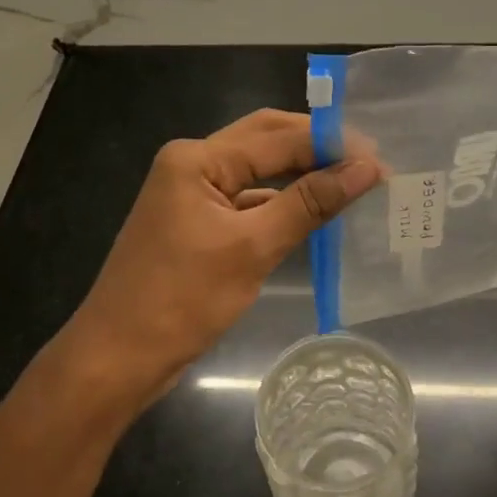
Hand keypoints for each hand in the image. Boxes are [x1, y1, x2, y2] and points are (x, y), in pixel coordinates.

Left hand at [63, 109, 379, 409]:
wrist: (117, 359)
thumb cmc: (180, 300)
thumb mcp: (251, 248)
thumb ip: (309, 203)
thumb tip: (366, 168)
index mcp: (197, 159)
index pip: (276, 136)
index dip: (330, 143)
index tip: (380, 157)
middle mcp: (192, 165)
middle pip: (266, 142)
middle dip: (317, 148)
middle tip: (369, 162)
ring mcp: (192, 195)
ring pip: (259, 172)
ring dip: (301, 175)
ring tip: (352, 183)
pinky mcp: (198, 224)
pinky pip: (248, 201)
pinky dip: (282, 204)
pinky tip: (314, 213)